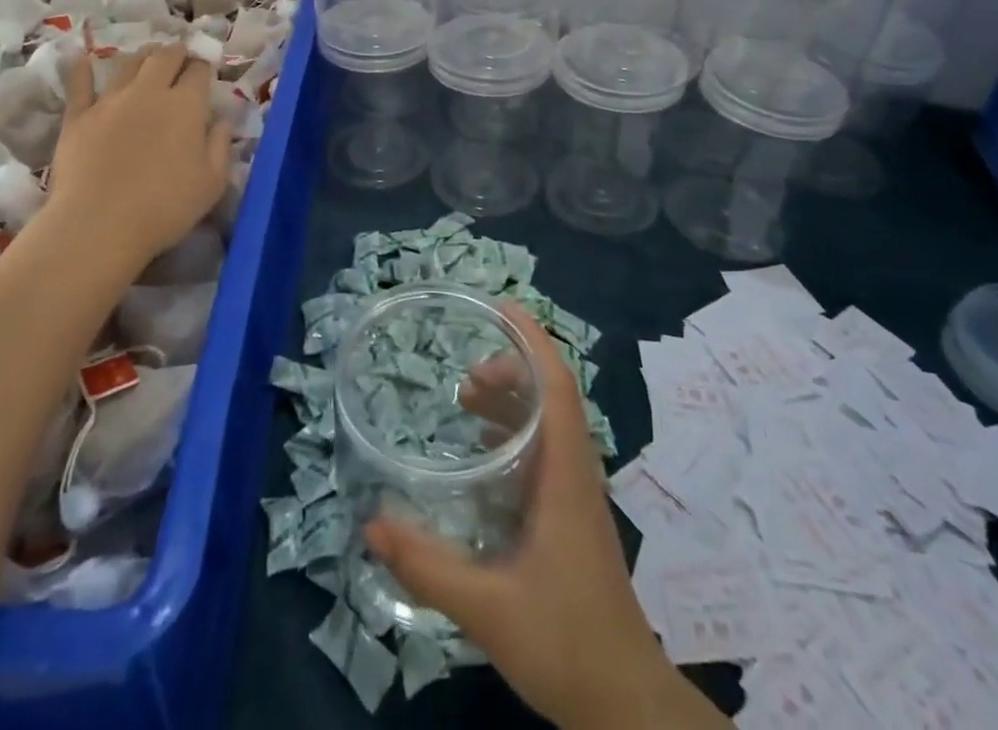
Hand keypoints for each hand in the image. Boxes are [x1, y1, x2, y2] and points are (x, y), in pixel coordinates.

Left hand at [33, 43, 230, 273]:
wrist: (99, 225)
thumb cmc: (165, 207)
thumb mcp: (212, 183)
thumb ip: (221, 146)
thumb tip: (222, 122)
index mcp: (186, 105)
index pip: (199, 71)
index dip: (204, 67)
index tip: (206, 72)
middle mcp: (149, 91)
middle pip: (165, 57)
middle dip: (176, 52)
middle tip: (181, 56)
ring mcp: (110, 100)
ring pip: (128, 64)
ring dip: (143, 56)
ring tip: (148, 56)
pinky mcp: (78, 116)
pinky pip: (80, 84)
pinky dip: (83, 69)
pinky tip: (83, 59)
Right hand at [363, 307, 726, 729]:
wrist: (626, 703)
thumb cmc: (566, 642)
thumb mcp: (488, 609)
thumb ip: (428, 566)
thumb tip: (370, 524)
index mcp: (565, 474)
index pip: (557, 384)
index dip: (532, 339)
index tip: (500, 308)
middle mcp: (576, 471)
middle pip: (552, 394)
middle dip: (511, 367)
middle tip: (464, 373)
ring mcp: (577, 493)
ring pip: (550, 420)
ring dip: (513, 398)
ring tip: (466, 398)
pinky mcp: (572, 514)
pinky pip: (546, 449)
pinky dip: (515, 431)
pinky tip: (482, 453)